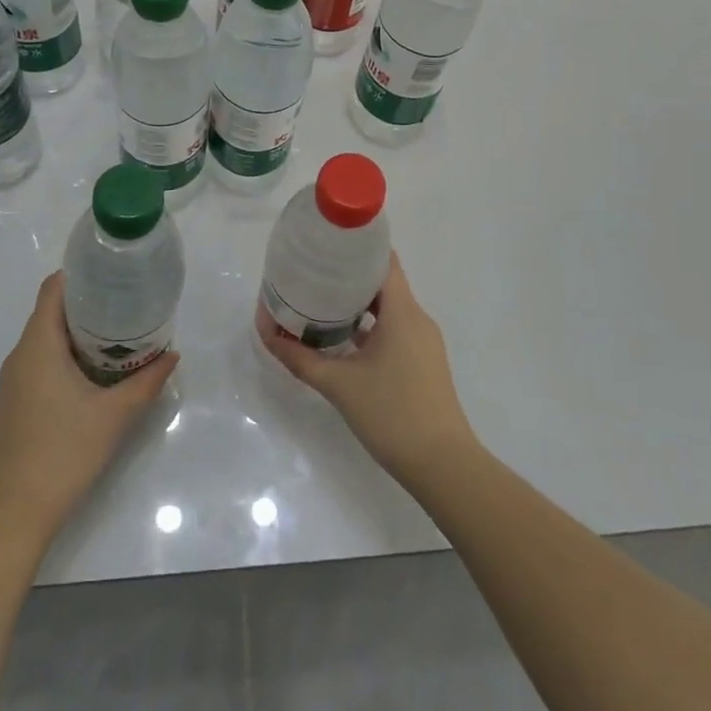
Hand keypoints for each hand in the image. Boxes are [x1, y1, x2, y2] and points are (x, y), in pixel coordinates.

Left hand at [0, 271, 177, 543]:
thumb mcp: (115, 415)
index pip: (53, 289)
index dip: (81, 274)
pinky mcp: (16, 401)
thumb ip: (146, 381)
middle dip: (89, 303)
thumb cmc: (64, 453)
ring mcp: (14, 380)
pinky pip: (41, 360)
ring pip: (47, 338)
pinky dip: (67, 354)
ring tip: (119, 334)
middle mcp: (20, 355)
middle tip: (128, 304)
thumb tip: (171, 355)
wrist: (15, 513)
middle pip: (52, 311)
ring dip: (79, 331)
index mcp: (38, 346)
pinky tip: (96, 371)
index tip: (113, 275)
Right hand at [258, 250, 477, 486]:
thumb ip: (300, 358)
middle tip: (312, 272)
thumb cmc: (392, 415)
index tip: (326, 243)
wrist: (444, 467)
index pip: (383, 260)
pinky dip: (370, 326)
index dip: (357, 246)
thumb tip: (267, 334)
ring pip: (388, 308)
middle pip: (383, 282)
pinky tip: (344, 339)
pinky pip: (394, 329)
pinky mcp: (423, 363)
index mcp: (402, 312)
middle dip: (348, 275)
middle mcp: (417, 318)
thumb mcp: (338, 385)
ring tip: (321, 302)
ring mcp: (423, 342)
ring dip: (358, 303)